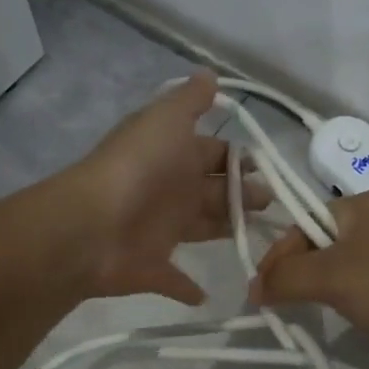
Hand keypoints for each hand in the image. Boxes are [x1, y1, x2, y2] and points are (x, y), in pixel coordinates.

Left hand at [60, 71, 268, 305]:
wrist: (94, 225)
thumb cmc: (140, 167)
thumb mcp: (166, 120)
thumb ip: (189, 100)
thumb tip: (209, 74)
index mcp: (175, 155)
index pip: (214, 153)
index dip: (240, 158)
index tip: (271, 166)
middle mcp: (170, 190)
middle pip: (214, 191)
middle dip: (243, 193)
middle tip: (274, 202)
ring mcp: (159, 230)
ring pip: (202, 228)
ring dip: (226, 229)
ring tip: (261, 237)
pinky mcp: (152, 269)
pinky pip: (173, 280)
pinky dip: (188, 288)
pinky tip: (207, 295)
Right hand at [249, 188, 368, 366]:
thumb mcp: (332, 278)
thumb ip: (286, 278)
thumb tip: (254, 287)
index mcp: (365, 201)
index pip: (304, 221)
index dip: (279, 257)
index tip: (263, 295)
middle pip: (327, 241)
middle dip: (306, 274)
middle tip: (291, 306)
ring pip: (353, 263)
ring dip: (334, 288)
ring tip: (328, 313)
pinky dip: (364, 298)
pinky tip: (367, 318)